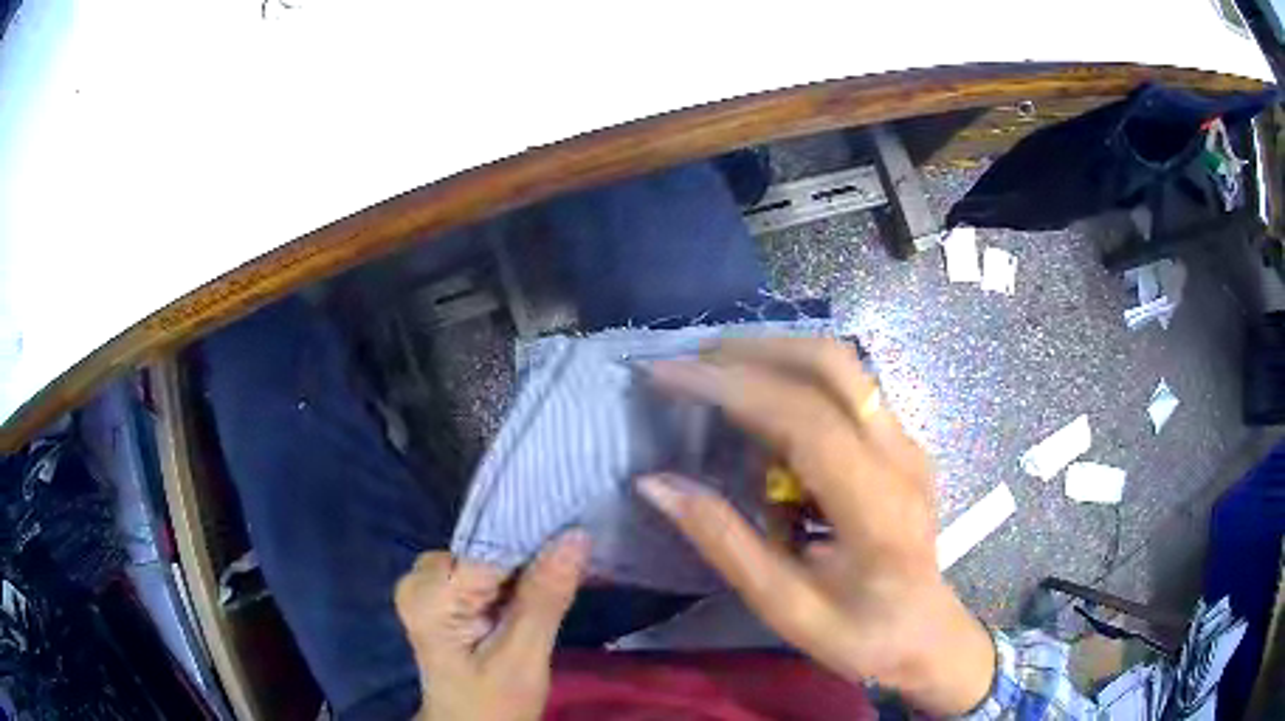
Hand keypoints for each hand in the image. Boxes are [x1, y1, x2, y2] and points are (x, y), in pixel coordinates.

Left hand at [394, 532, 588, 720]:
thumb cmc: (492, 705)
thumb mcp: (523, 660)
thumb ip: (544, 598)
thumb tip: (575, 536)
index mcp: (430, 596)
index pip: (487, 546)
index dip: (533, 537)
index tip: (575, 526)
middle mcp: (419, 578)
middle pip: (485, 545)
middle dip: (530, 551)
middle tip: (573, 557)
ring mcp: (426, 584)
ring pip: (488, 554)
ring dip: (524, 563)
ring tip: (559, 571)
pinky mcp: (440, 592)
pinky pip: (484, 567)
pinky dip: (513, 575)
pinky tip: (536, 584)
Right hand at [639, 338, 994, 715]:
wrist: (928, 635)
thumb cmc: (861, 635)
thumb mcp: (785, 607)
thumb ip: (724, 542)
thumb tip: (656, 484)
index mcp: (877, 506)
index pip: (805, 418)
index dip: (732, 387)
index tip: (667, 375)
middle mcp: (900, 456)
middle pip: (833, 364)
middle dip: (754, 350)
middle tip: (692, 363)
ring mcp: (907, 443)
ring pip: (842, 367)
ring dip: (774, 358)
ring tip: (714, 377)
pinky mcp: (902, 443)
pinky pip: (846, 391)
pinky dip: (795, 382)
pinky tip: (761, 414)